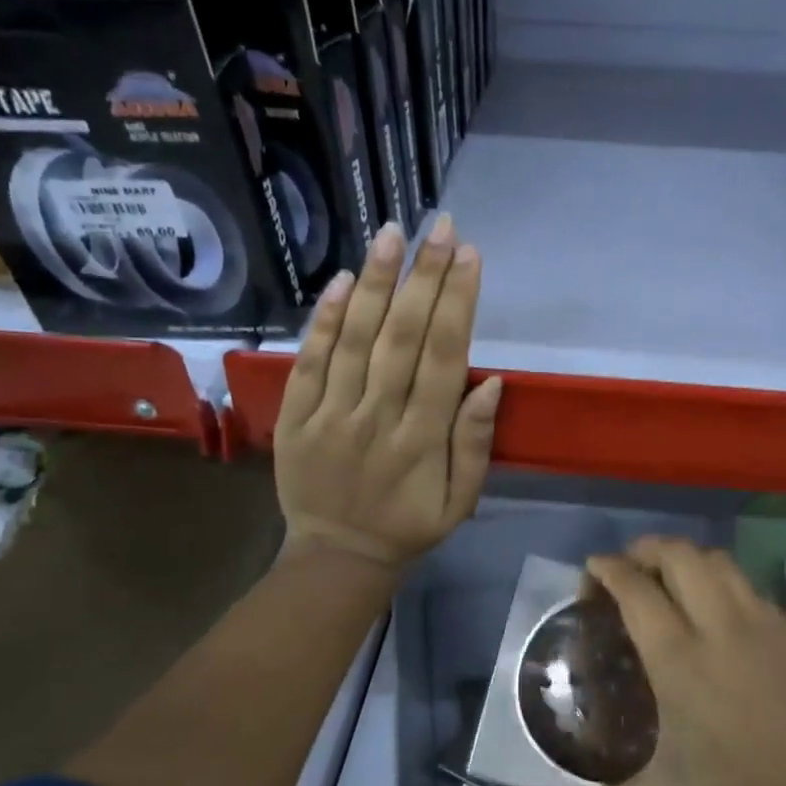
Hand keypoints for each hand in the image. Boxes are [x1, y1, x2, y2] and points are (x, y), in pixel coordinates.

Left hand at [274, 215, 501, 567]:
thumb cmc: (409, 526)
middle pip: (403, 337)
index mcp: (423, 439)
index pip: (444, 357)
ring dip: (377, 284)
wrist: (337, 557)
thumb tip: (491, 383)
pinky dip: (324, 321)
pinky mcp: (295, 418)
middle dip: (424, 276)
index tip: (469, 255)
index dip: (458, 303)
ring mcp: (330, 415)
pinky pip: (309, 362)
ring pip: (355, 339)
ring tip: (393, 235)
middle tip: (440, 227)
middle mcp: (378, 417)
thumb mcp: (461, 501)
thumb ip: (475, 444)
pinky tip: (344, 281)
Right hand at [518, 537, 785, 785]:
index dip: (607, 569)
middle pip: (678, 555)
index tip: (590, 574)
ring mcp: (764, 625)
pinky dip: (719, 580)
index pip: (636, 588)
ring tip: (665, 582)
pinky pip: (746, 584)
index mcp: (680, 661)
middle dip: (643, 550)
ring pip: (717, 561)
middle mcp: (721, 628)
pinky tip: (712, 612)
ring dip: (683, 558)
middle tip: (623, 573)